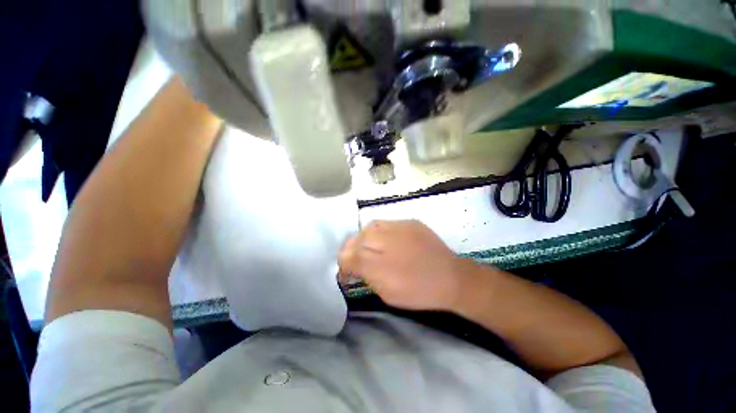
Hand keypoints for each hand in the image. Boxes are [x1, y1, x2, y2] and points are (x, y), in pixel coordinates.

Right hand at [338, 220, 471, 310]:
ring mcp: (398, 226)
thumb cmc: (418, 291)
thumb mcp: (386, 293)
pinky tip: (386, 240)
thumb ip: (365, 276)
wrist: (451, 278)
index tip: (347, 274)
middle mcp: (385, 239)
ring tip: (370, 248)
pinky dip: (380, 232)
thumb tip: (352, 266)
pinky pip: (386, 224)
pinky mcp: (409, 222)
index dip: (343, 265)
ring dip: (364, 239)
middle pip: (356, 239)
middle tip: (356, 260)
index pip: (347, 257)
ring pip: (369, 227)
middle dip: (351, 250)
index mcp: (378, 263)